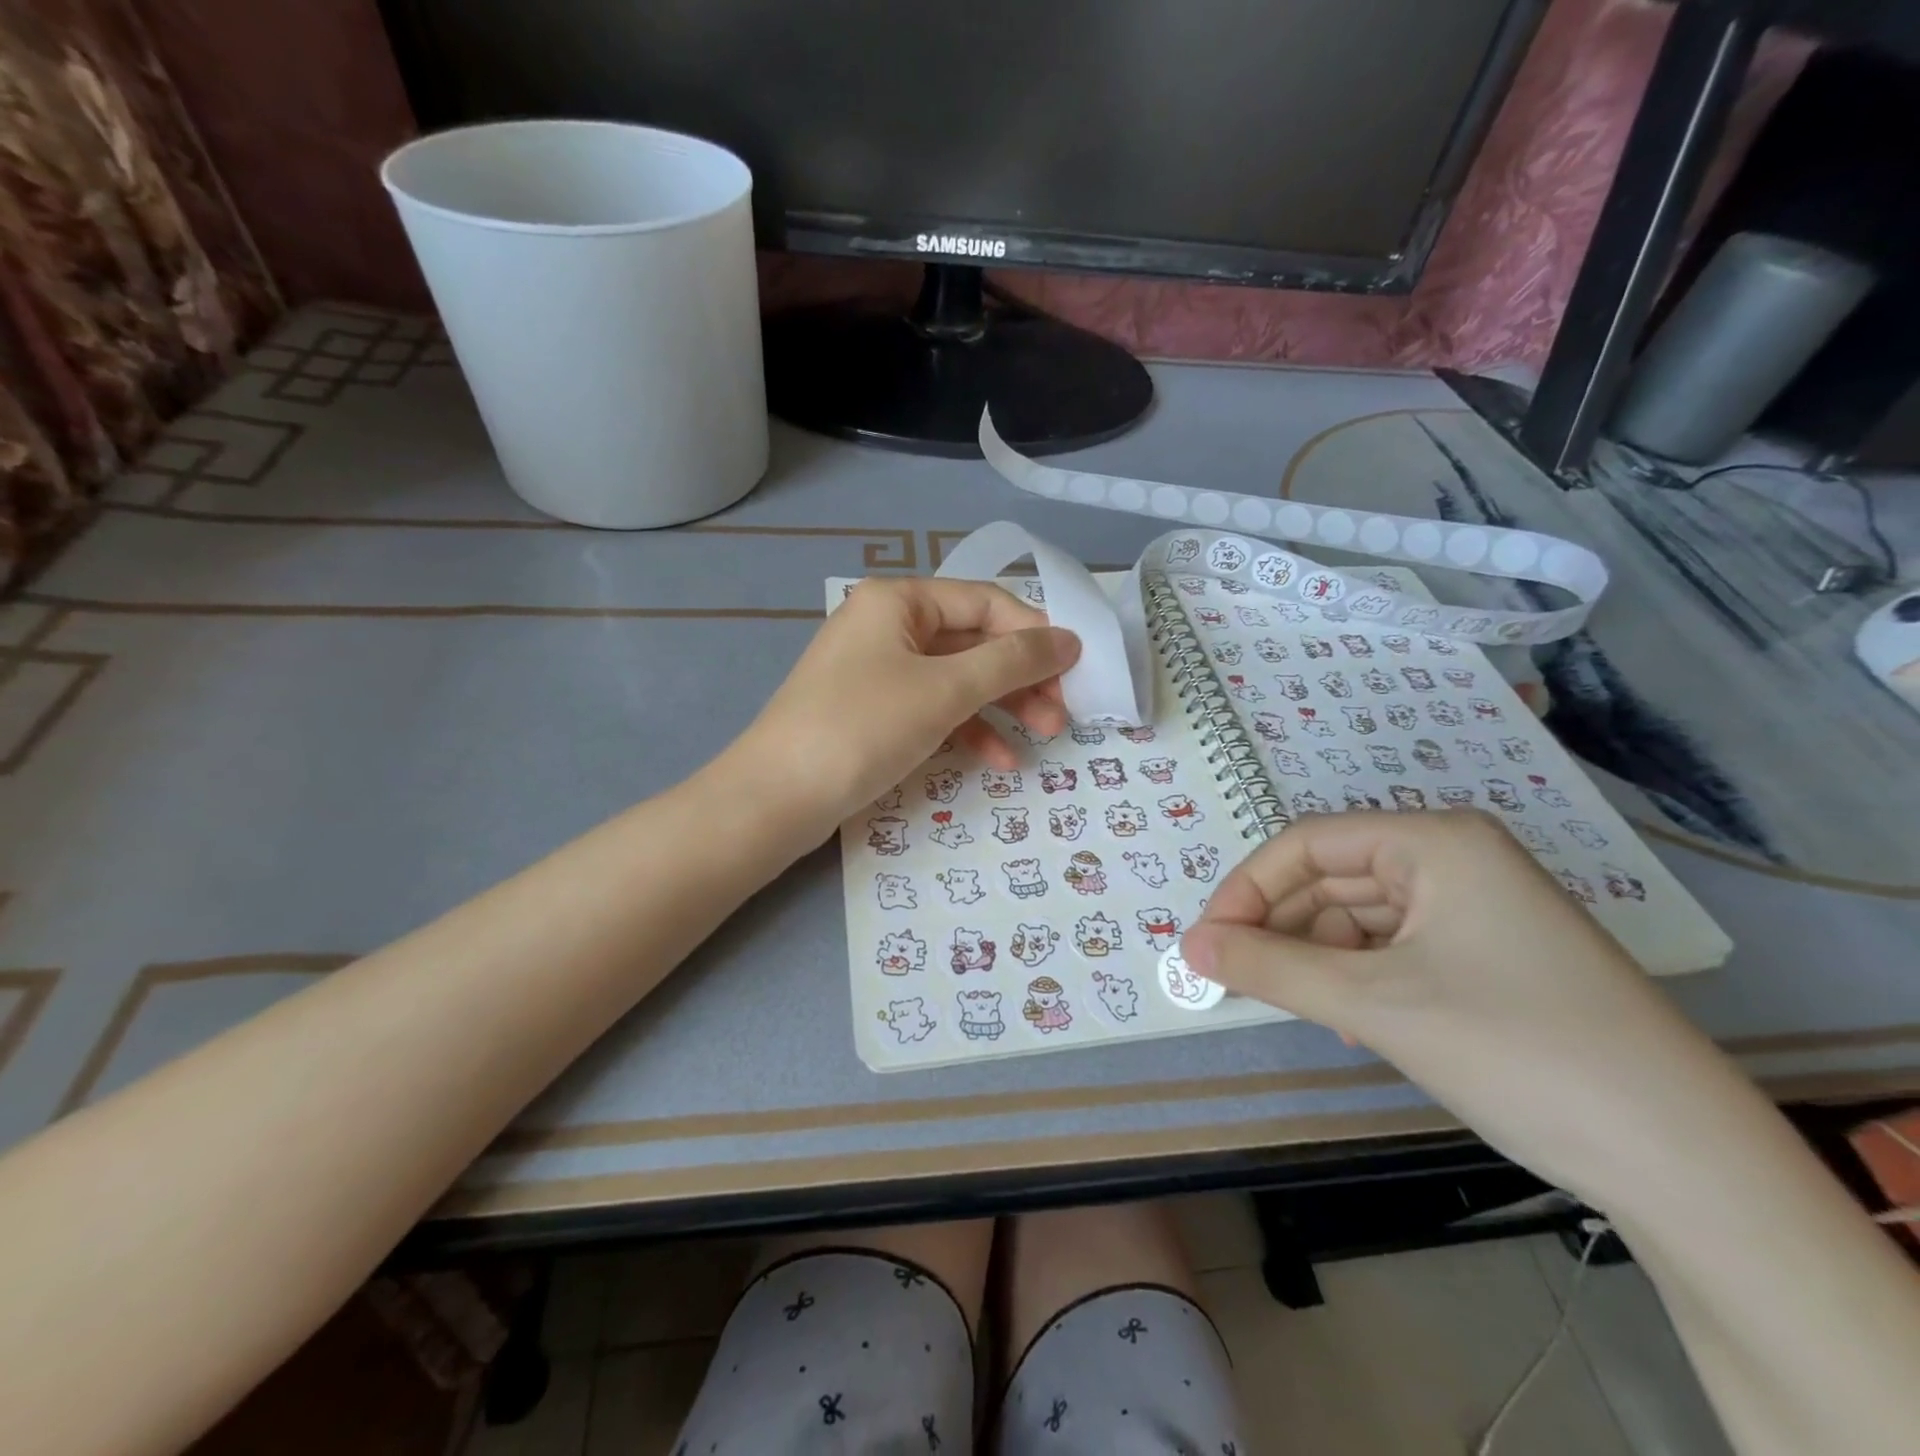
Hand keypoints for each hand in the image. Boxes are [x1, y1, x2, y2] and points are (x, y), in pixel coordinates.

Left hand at [733, 577, 1079, 831]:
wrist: (776, 798)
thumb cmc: (863, 727)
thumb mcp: (945, 690)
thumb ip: (1012, 662)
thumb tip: (1069, 639)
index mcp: (898, 600)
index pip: (985, 602)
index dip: (1034, 633)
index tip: (1076, 669)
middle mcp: (887, 626)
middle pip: (973, 641)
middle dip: (1021, 677)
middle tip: (1063, 713)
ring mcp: (878, 671)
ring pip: (957, 679)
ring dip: (1003, 706)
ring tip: (1046, 736)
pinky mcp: (874, 713)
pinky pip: (933, 709)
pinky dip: (968, 730)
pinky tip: (1001, 760)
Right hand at [1182, 811, 1742, 1204]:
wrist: (1683, 1163)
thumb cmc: (1515, 1048)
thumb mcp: (1375, 1004)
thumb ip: (1269, 968)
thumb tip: (1189, 946)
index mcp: (1436, 841)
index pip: (1308, 843)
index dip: (1247, 888)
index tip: (1207, 942)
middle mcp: (1455, 860)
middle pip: (1332, 879)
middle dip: (1278, 927)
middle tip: (1230, 976)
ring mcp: (1476, 909)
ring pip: (1359, 918)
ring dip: (1315, 958)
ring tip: (1291, 1006)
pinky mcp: (1487, 956)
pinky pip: (1393, 950)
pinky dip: (1355, 979)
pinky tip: (1350, 1023)